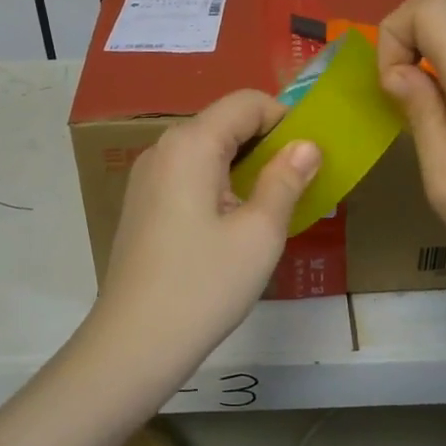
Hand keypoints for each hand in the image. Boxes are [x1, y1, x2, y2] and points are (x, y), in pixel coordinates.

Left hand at [92, 90, 321, 373]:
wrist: (134, 343)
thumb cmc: (204, 285)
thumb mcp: (260, 233)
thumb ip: (286, 180)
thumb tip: (306, 146)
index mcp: (190, 144)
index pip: (246, 103)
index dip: (285, 118)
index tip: (312, 155)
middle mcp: (163, 149)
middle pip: (224, 123)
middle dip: (267, 144)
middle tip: (299, 184)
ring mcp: (146, 177)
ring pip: (206, 151)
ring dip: (245, 166)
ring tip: (272, 207)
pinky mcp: (142, 205)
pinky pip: (188, 176)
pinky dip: (219, 184)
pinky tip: (234, 225)